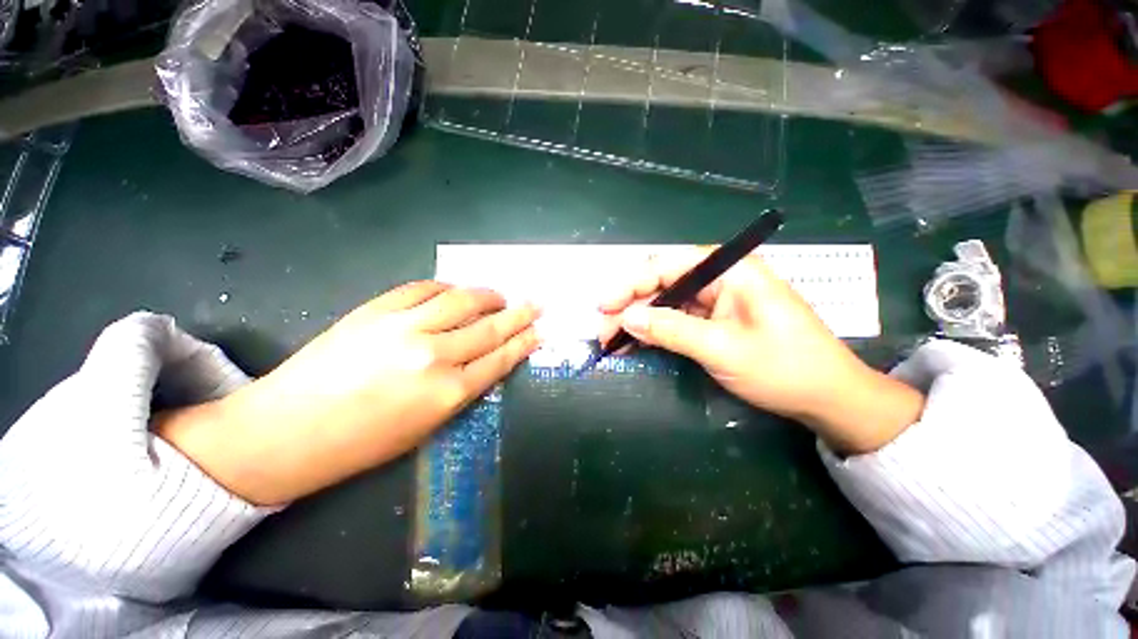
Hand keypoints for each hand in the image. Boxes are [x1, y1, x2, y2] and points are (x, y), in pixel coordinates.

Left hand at [156, 281, 540, 504]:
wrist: (288, 431)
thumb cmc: (363, 442)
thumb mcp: (427, 426)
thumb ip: (462, 389)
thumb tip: (487, 360)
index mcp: (449, 393)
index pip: (501, 358)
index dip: (524, 342)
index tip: (539, 330)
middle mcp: (435, 356)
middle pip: (490, 328)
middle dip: (519, 315)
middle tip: (536, 304)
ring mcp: (405, 328)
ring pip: (462, 301)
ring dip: (488, 296)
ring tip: (499, 295)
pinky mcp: (377, 310)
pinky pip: (424, 289)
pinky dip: (446, 288)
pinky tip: (455, 291)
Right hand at [599, 250, 923, 453]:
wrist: (828, 398)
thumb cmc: (784, 368)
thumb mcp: (722, 349)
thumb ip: (671, 330)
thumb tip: (627, 318)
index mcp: (730, 271)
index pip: (667, 266)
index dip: (630, 284)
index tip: (604, 306)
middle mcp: (720, 278)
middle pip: (662, 284)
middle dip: (630, 306)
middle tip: (603, 331)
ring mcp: (716, 301)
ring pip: (665, 303)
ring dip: (638, 321)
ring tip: (612, 340)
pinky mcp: (714, 320)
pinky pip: (676, 320)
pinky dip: (654, 332)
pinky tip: (634, 343)